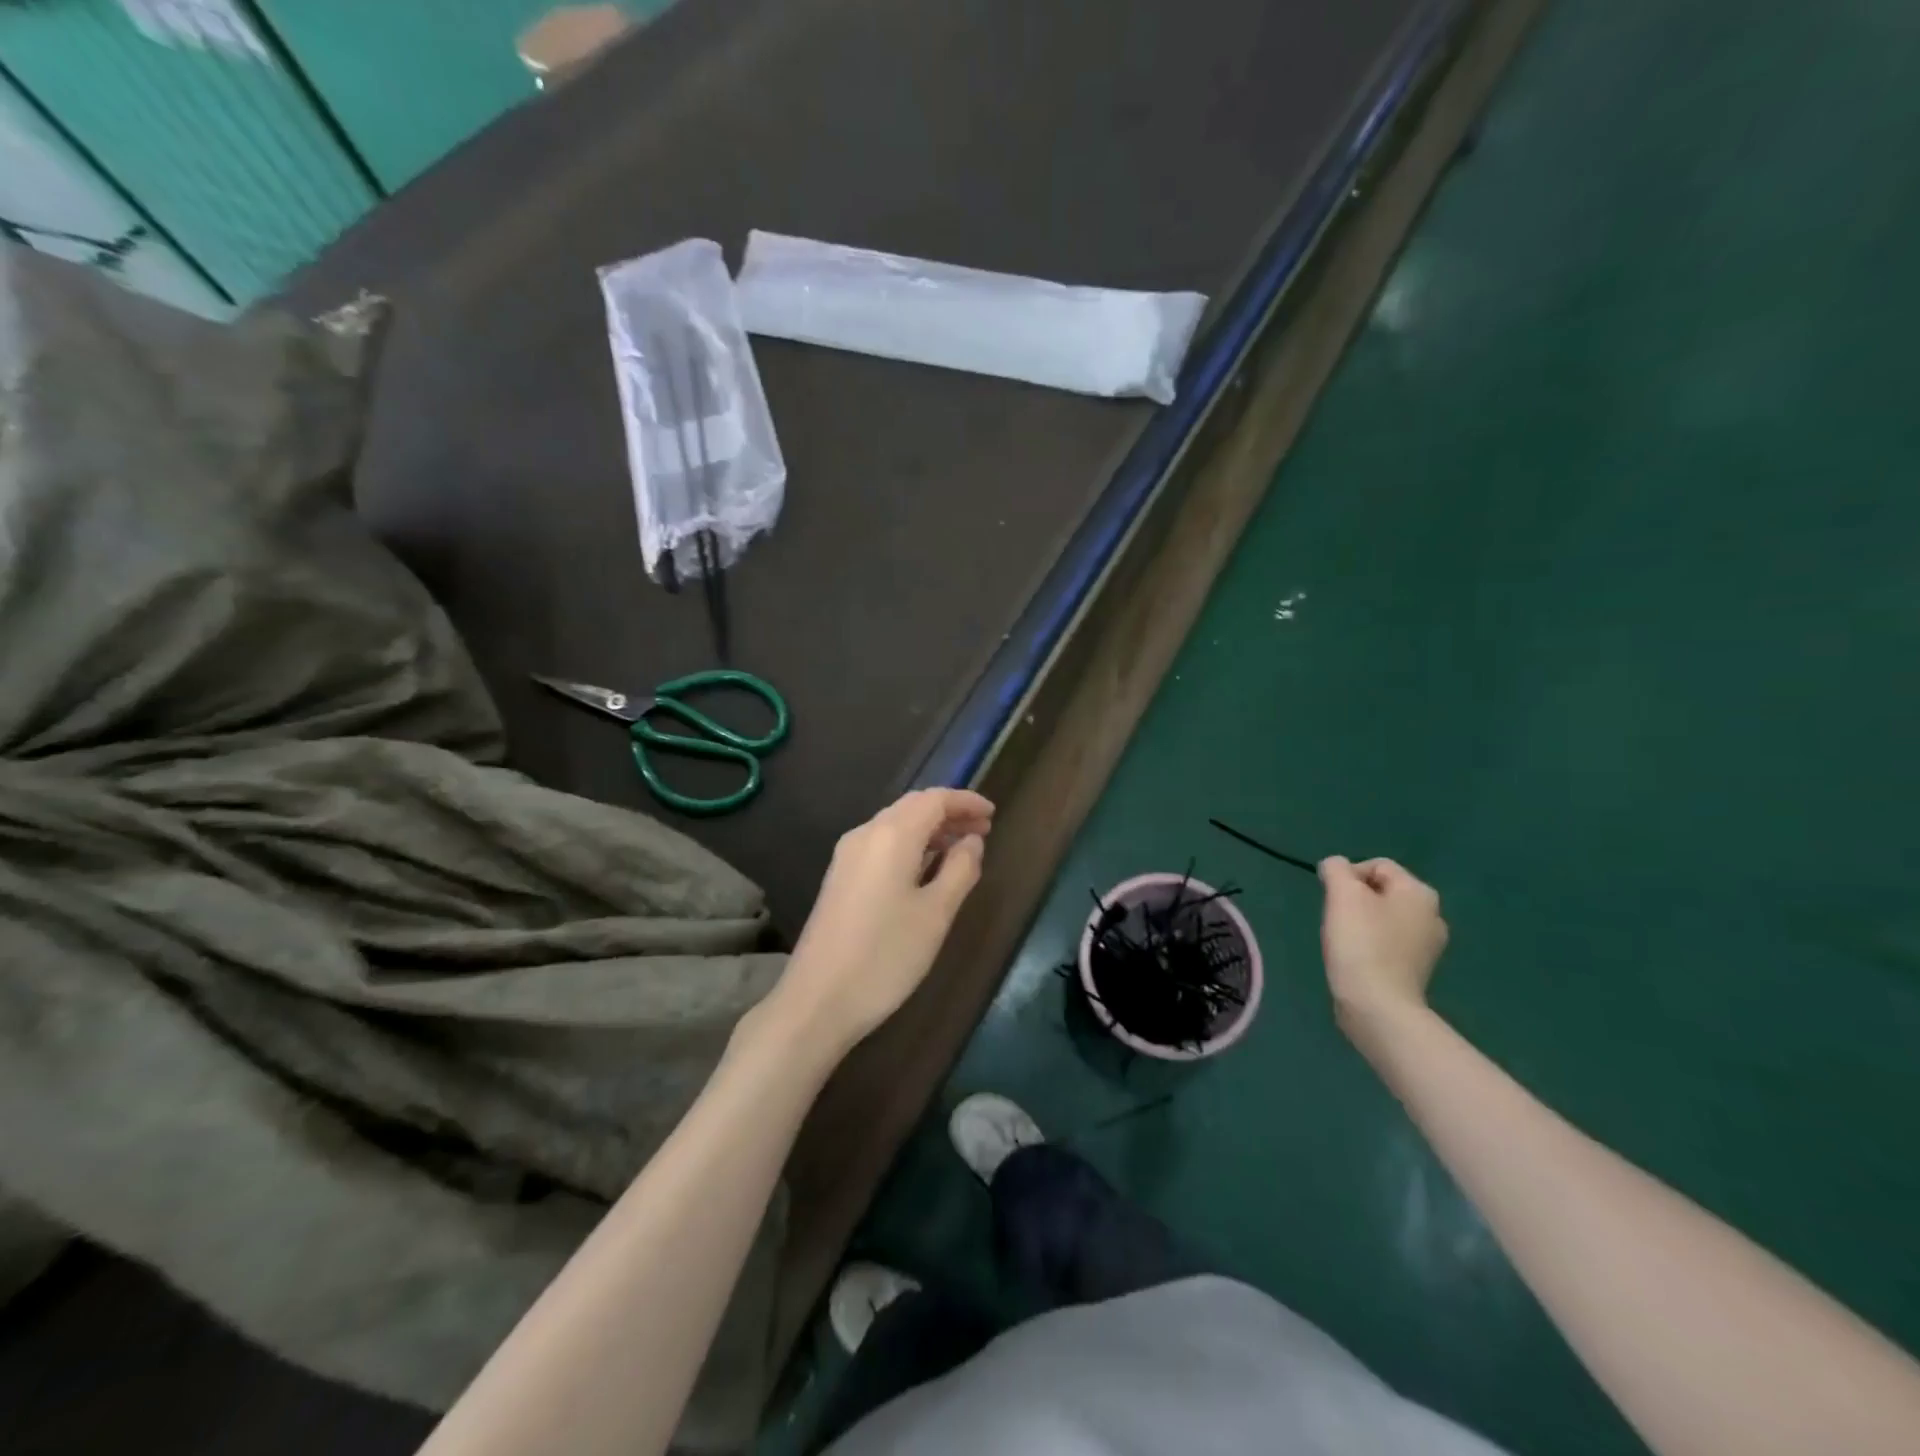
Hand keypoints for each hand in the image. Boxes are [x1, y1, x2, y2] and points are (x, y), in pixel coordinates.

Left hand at [765, 788, 994, 1053]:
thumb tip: (971, 842)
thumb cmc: (885, 956)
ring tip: (961, 850)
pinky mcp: (839, 878)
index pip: (934, 799)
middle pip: (912, 807)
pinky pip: (881, 846)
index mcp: (891, 835)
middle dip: (949, 814)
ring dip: (930, 831)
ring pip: (895, 826)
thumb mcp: (936, 914)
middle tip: (983, 832)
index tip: (993, 814)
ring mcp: (846, 856)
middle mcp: (865, 834)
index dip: (966, 802)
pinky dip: (910, 847)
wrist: (817, 1000)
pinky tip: (926, 870)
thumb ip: (960, 870)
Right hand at [1319, 856, 1447, 1038]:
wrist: (1378, 1006)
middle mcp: (1432, 915)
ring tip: (1345, 941)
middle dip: (1354, 899)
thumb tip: (1335, 867)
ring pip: (1384, 917)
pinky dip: (1371, 945)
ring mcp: (1428, 945)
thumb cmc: (1361, 943)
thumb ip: (1336, 869)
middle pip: (1382, 891)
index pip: (1377, 866)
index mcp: (1420, 893)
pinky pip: (1389, 943)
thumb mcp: (1342, 894)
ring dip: (1361, 922)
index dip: (1348, 876)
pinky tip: (1358, 959)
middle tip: (1336, 919)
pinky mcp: (1417, 970)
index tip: (1332, 899)